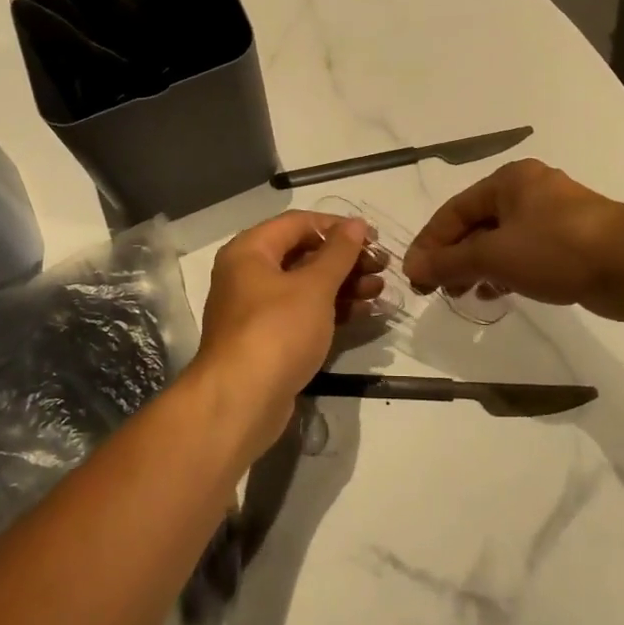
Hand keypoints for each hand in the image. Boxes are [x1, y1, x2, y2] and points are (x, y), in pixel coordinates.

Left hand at [192, 211, 385, 452]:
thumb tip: (356, 224)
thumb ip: (338, 253)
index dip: (336, 226)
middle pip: (302, 254)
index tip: (372, 237)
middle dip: (345, 259)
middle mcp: (248, 274)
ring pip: (306, 286)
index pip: (298, 223)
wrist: (241, 401)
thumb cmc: (277, 330)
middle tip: (382, 266)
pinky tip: (365, 312)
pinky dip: (332, 309)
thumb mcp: (314, 287)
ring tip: (381, 290)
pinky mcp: (269, 339)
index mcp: (250, 251)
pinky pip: (304, 313)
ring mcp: (257, 309)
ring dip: (344, 285)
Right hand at [404, 159, 623, 320]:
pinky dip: (506, 272)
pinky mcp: (571, 243)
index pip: (453, 211)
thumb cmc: (558, 248)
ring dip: (477, 268)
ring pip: (501, 242)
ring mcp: (553, 217)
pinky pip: (525, 254)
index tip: (413, 276)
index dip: (429, 244)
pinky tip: (498, 293)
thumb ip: (450, 262)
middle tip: (435, 290)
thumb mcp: (496, 255)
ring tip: (464, 295)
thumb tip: (412, 268)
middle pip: (476, 225)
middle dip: (453, 258)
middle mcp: (528, 192)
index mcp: (508, 181)